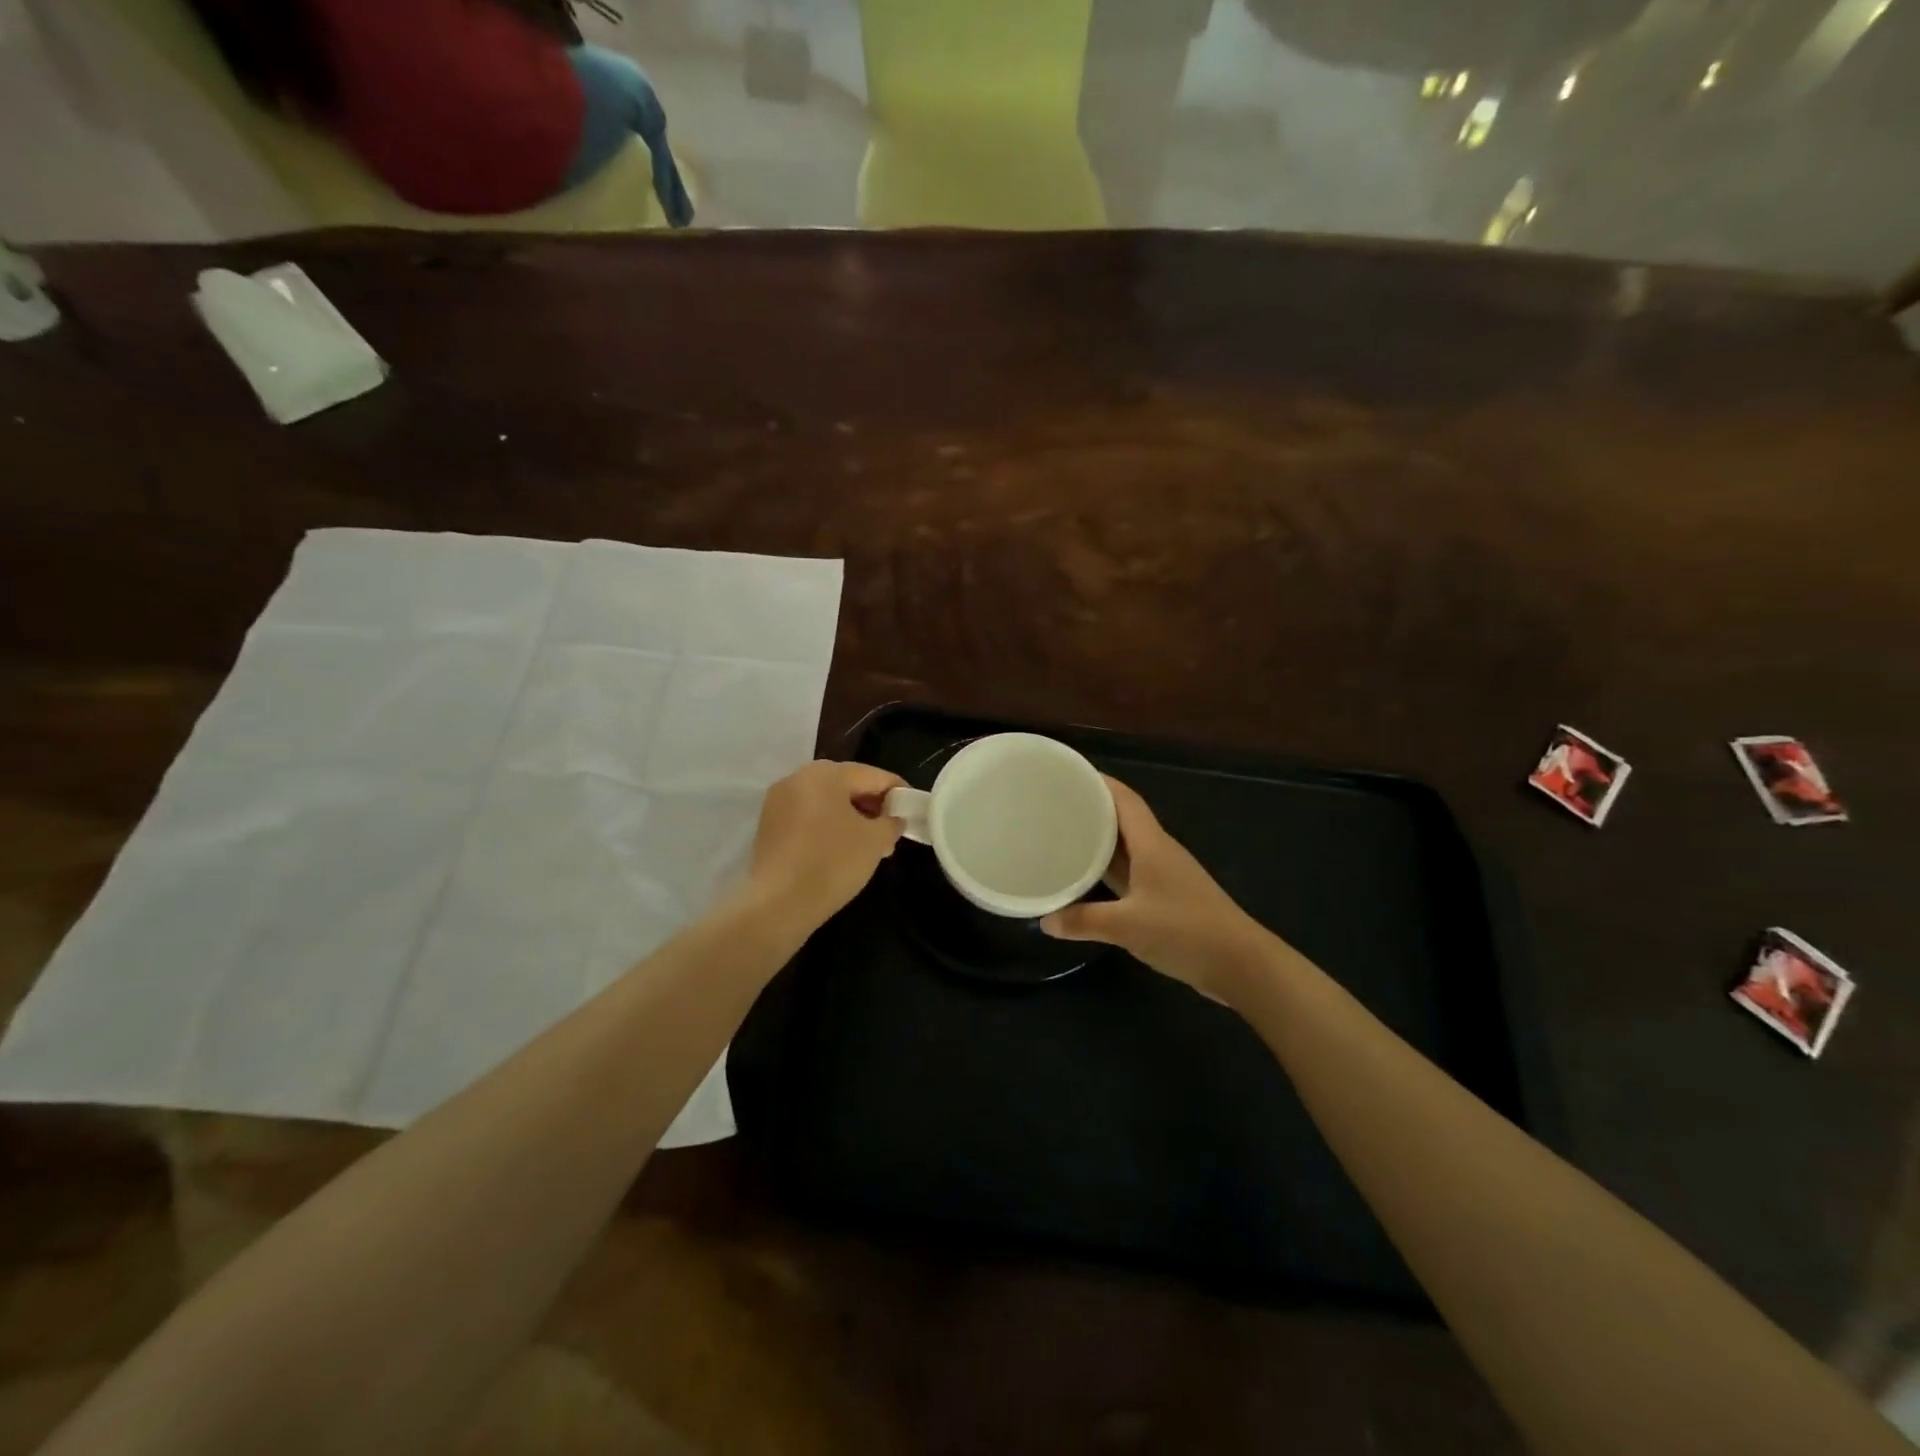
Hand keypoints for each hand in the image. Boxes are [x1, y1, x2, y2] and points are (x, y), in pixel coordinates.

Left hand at [746, 760, 905, 928]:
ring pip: (827, 801)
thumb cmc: (832, 863)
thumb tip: (893, 818)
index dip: (898, 792)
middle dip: (873, 806)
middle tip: (891, 831)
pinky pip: (808, 816)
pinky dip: (828, 826)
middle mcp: (798, 778)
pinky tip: (841, 850)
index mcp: (826, 774)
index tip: (913, 811)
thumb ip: (892, 822)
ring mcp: (779, 801)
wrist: (778, 904)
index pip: (873, 775)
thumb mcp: (876, 841)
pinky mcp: (769, 825)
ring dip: (851, 817)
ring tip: (870, 845)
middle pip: (847, 784)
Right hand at [1042, 776, 1269, 999]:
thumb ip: (1084, 921)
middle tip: (1054, 806)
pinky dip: (1108, 870)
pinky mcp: (1168, 897)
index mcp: (1151, 844)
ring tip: (1062, 836)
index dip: (1098, 782)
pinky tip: (1088, 879)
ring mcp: (1165, 875)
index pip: (1124, 799)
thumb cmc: (1185, 931)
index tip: (1067, 774)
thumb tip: (1045, 921)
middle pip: (1122, 819)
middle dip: (1091, 809)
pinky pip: (1131, 872)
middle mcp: (1158, 851)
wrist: (1241, 964)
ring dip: (1099, 840)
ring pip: (1126, 847)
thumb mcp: (1127, 926)